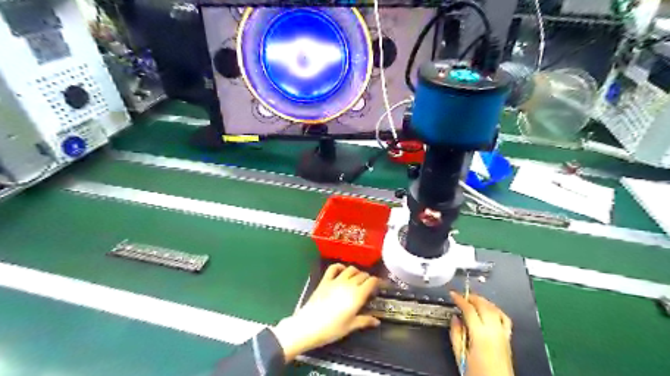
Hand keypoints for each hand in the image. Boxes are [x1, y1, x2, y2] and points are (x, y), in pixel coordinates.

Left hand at [270, 263, 374, 362]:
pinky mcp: (325, 280)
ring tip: (357, 278)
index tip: (379, 286)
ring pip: (350, 269)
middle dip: (368, 278)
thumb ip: (365, 321)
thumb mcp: (350, 327)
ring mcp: (336, 280)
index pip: (372, 281)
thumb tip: (377, 321)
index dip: (378, 282)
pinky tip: (342, 270)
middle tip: (369, 286)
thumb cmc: (332, 329)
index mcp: (357, 295)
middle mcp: (349, 284)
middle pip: (362, 275)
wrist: (309, 326)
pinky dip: (340, 266)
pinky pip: (333, 268)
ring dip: (356, 272)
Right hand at [449, 290, 514, 375]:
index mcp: (480, 336)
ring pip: (494, 309)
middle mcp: (494, 332)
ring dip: (483, 301)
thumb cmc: (477, 374)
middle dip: (472, 297)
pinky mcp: (508, 339)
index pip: (469, 309)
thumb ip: (456, 334)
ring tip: (474, 299)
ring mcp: (503, 335)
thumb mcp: (460, 355)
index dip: (460, 299)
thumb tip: (455, 319)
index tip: (453, 294)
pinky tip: (490, 309)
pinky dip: (496, 310)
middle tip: (462, 295)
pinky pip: (504, 318)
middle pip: (483, 306)